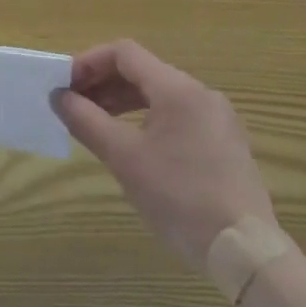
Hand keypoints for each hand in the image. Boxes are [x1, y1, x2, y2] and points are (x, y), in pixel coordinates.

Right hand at [53, 39, 275, 266]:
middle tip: (73, 104)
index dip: (89, 62)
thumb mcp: (124, 158)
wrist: (246, 253)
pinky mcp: (225, 144)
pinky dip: (147, 118)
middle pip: (142, 71)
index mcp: (177, 89)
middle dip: (103, 83)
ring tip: (95, 123)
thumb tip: (59, 97)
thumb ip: (87, 120)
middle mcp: (201, 94)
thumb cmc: (180, 197)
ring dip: (122, 101)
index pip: (124, 53)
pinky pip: (177, 115)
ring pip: (160, 94)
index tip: (65, 85)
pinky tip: (132, 143)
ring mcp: (217, 119)